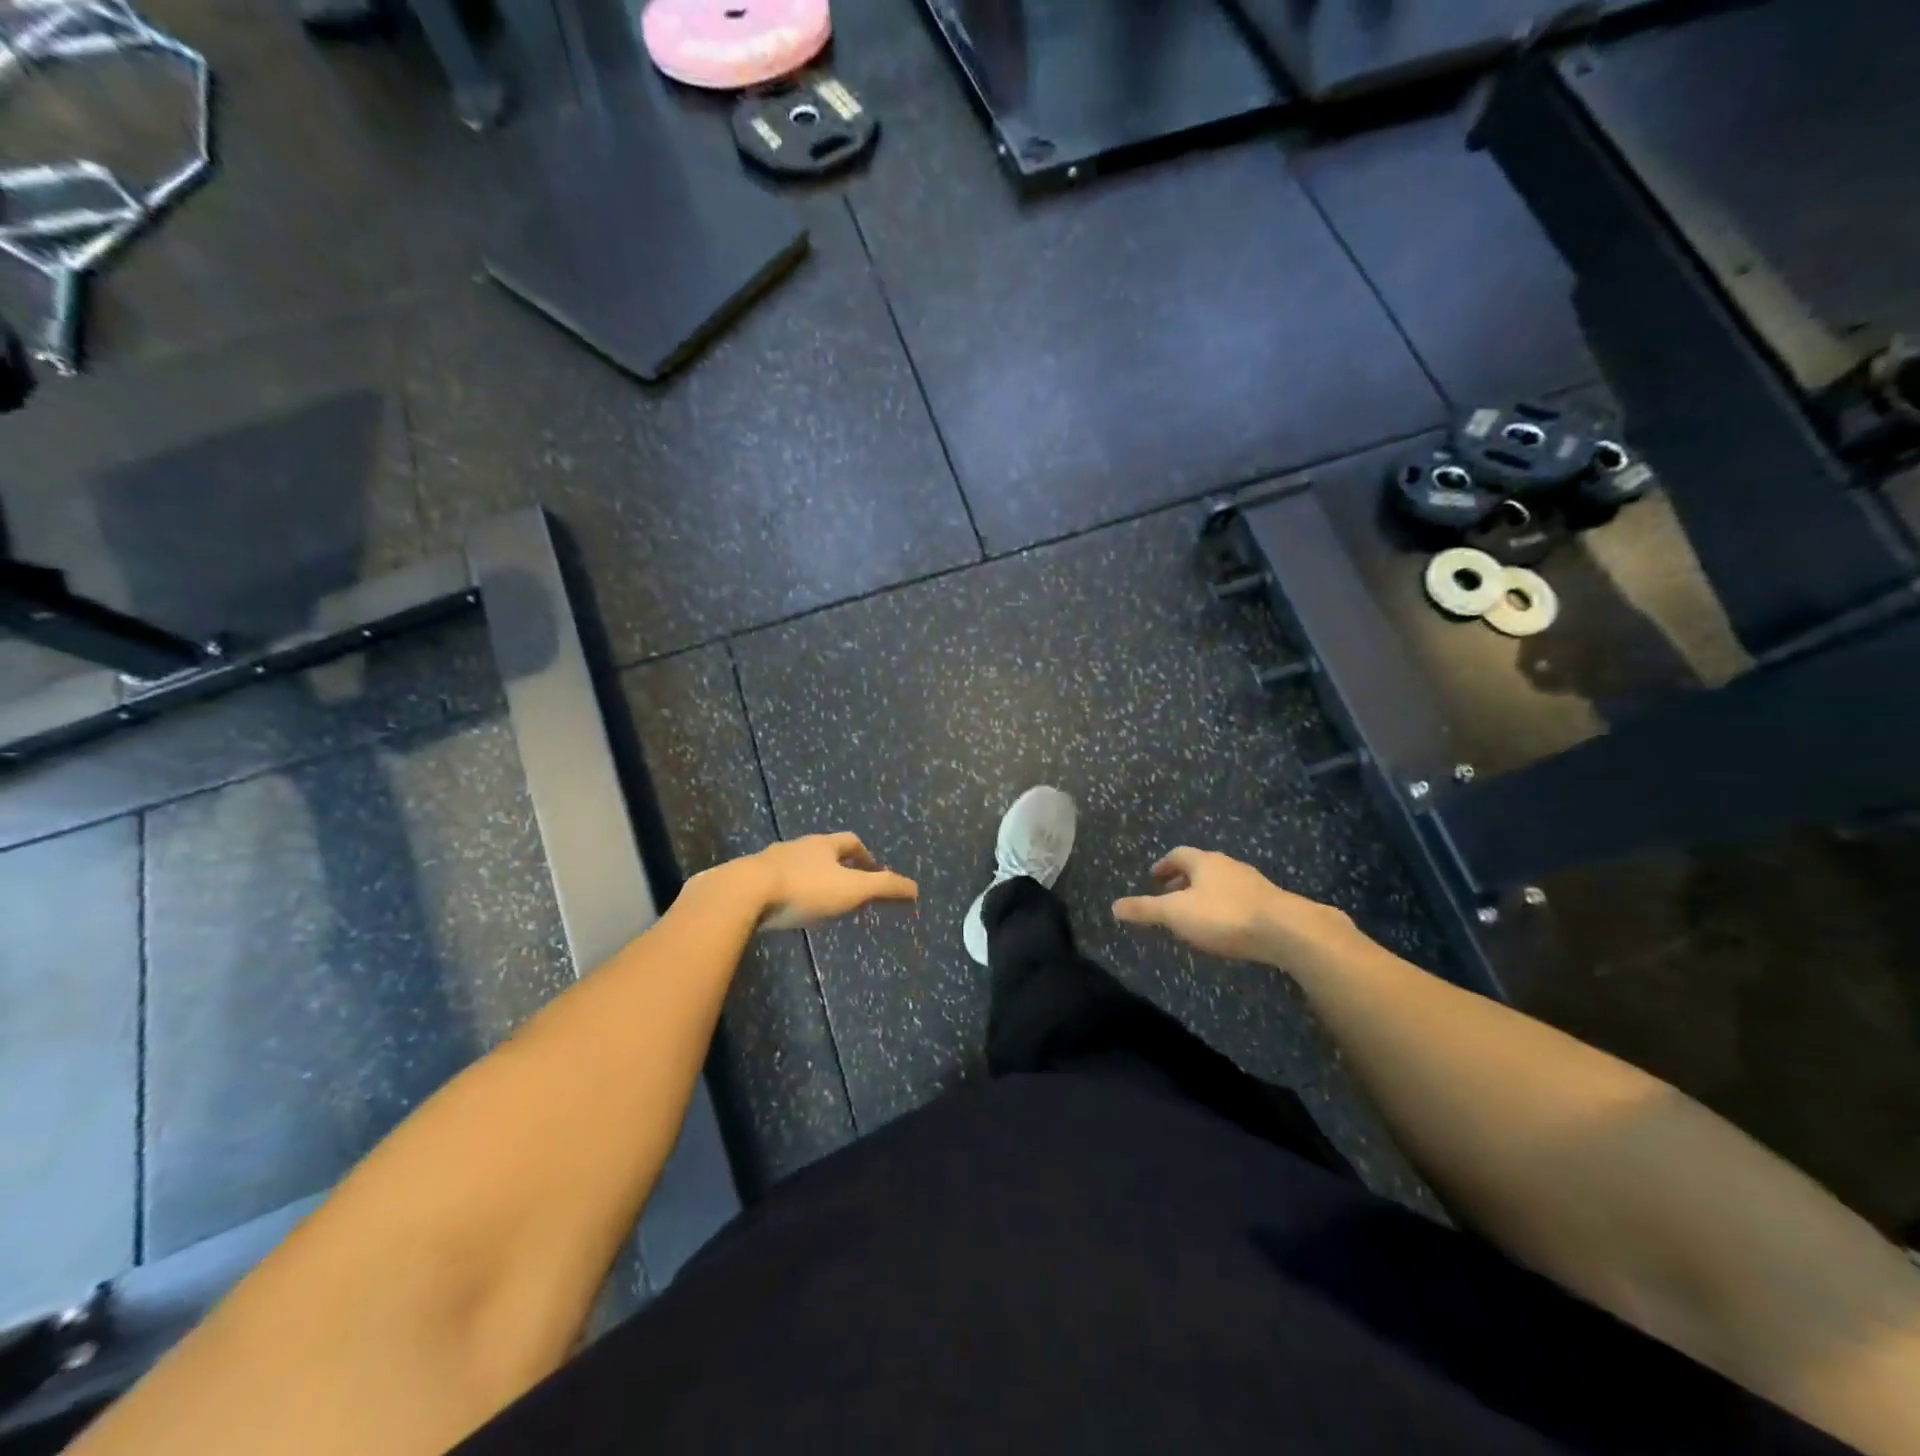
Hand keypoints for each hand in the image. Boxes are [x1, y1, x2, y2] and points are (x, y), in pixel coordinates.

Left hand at [741, 833, 918, 930]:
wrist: (744, 894)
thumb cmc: (805, 888)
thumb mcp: (851, 889)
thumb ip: (884, 888)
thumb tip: (915, 888)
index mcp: (823, 845)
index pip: (850, 842)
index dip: (865, 855)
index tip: (874, 871)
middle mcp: (797, 846)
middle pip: (822, 851)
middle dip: (837, 867)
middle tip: (848, 887)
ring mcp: (770, 861)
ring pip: (796, 865)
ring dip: (810, 878)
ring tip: (817, 900)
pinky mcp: (748, 880)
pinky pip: (773, 882)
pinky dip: (785, 891)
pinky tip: (784, 908)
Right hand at [1112, 847, 1358, 968]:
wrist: (1287, 931)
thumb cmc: (1224, 916)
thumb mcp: (1176, 914)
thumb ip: (1145, 910)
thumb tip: (1114, 906)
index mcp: (1204, 862)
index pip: (1178, 855)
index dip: (1163, 866)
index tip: (1153, 878)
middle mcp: (1228, 865)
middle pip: (1201, 867)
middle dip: (1183, 881)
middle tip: (1170, 897)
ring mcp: (1253, 883)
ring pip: (1222, 883)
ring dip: (1205, 895)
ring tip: (1195, 915)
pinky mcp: (1271, 903)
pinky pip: (1240, 899)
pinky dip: (1226, 908)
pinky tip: (1226, 928)